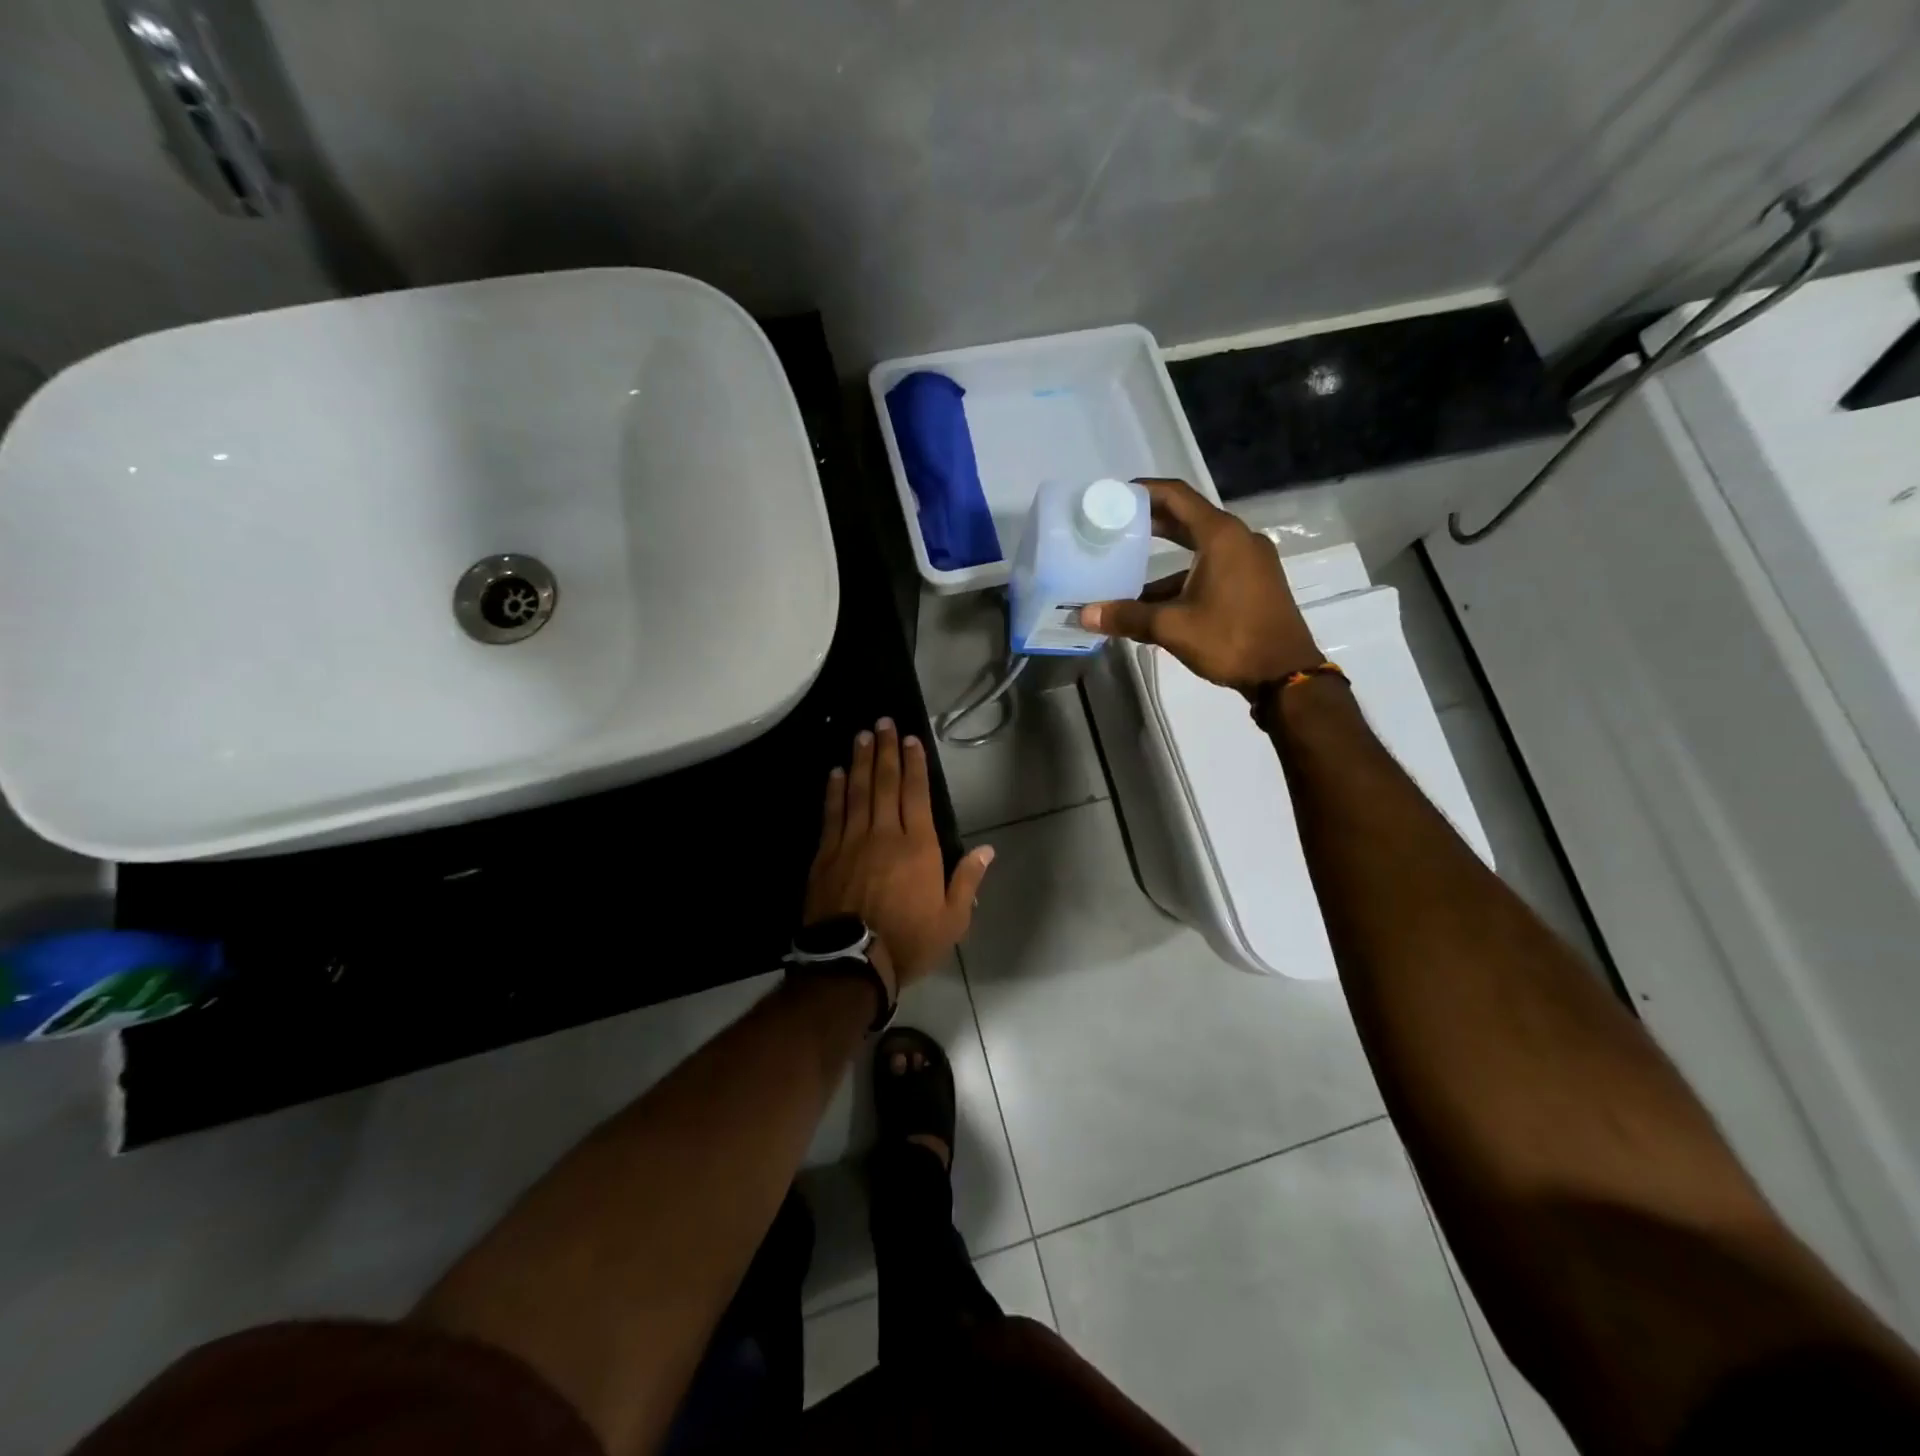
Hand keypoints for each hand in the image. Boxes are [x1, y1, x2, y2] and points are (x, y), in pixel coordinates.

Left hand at [803, 718, 994, 992]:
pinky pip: (832, 815)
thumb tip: (987, 850)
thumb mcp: (952, 920)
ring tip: (862, 736)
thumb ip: (968, 881)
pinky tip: (836, 773)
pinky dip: (834, 792)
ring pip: (858, 792)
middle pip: (886, 784)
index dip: (915, 764)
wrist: (852, 964)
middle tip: (883, 722)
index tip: (911, 739)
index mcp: (919, 847)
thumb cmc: (909, 942)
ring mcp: (852, 842)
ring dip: (860, 762)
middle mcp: (885, 835)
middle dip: (886, 751)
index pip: (917, 795)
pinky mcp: (826, 855)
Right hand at [1079, 478, 1321, 695]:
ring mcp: (1250, 560)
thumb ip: (1127, 616)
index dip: (1144, 491)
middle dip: (1150, 523)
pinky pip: (1211, 568)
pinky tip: (1154, 603)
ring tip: (1125, 571)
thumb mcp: (1172, 627)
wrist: (1284, 674)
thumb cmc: (1230, 639)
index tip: (1115, 496)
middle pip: (1187, 520)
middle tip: (1114, 527)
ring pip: (1198, 549)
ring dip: (1163, 560)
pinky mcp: (1253, 582)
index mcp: (1221, 536)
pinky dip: (1182, 578)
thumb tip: (1085, 615)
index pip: (1177, 496)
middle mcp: (1238, 539)